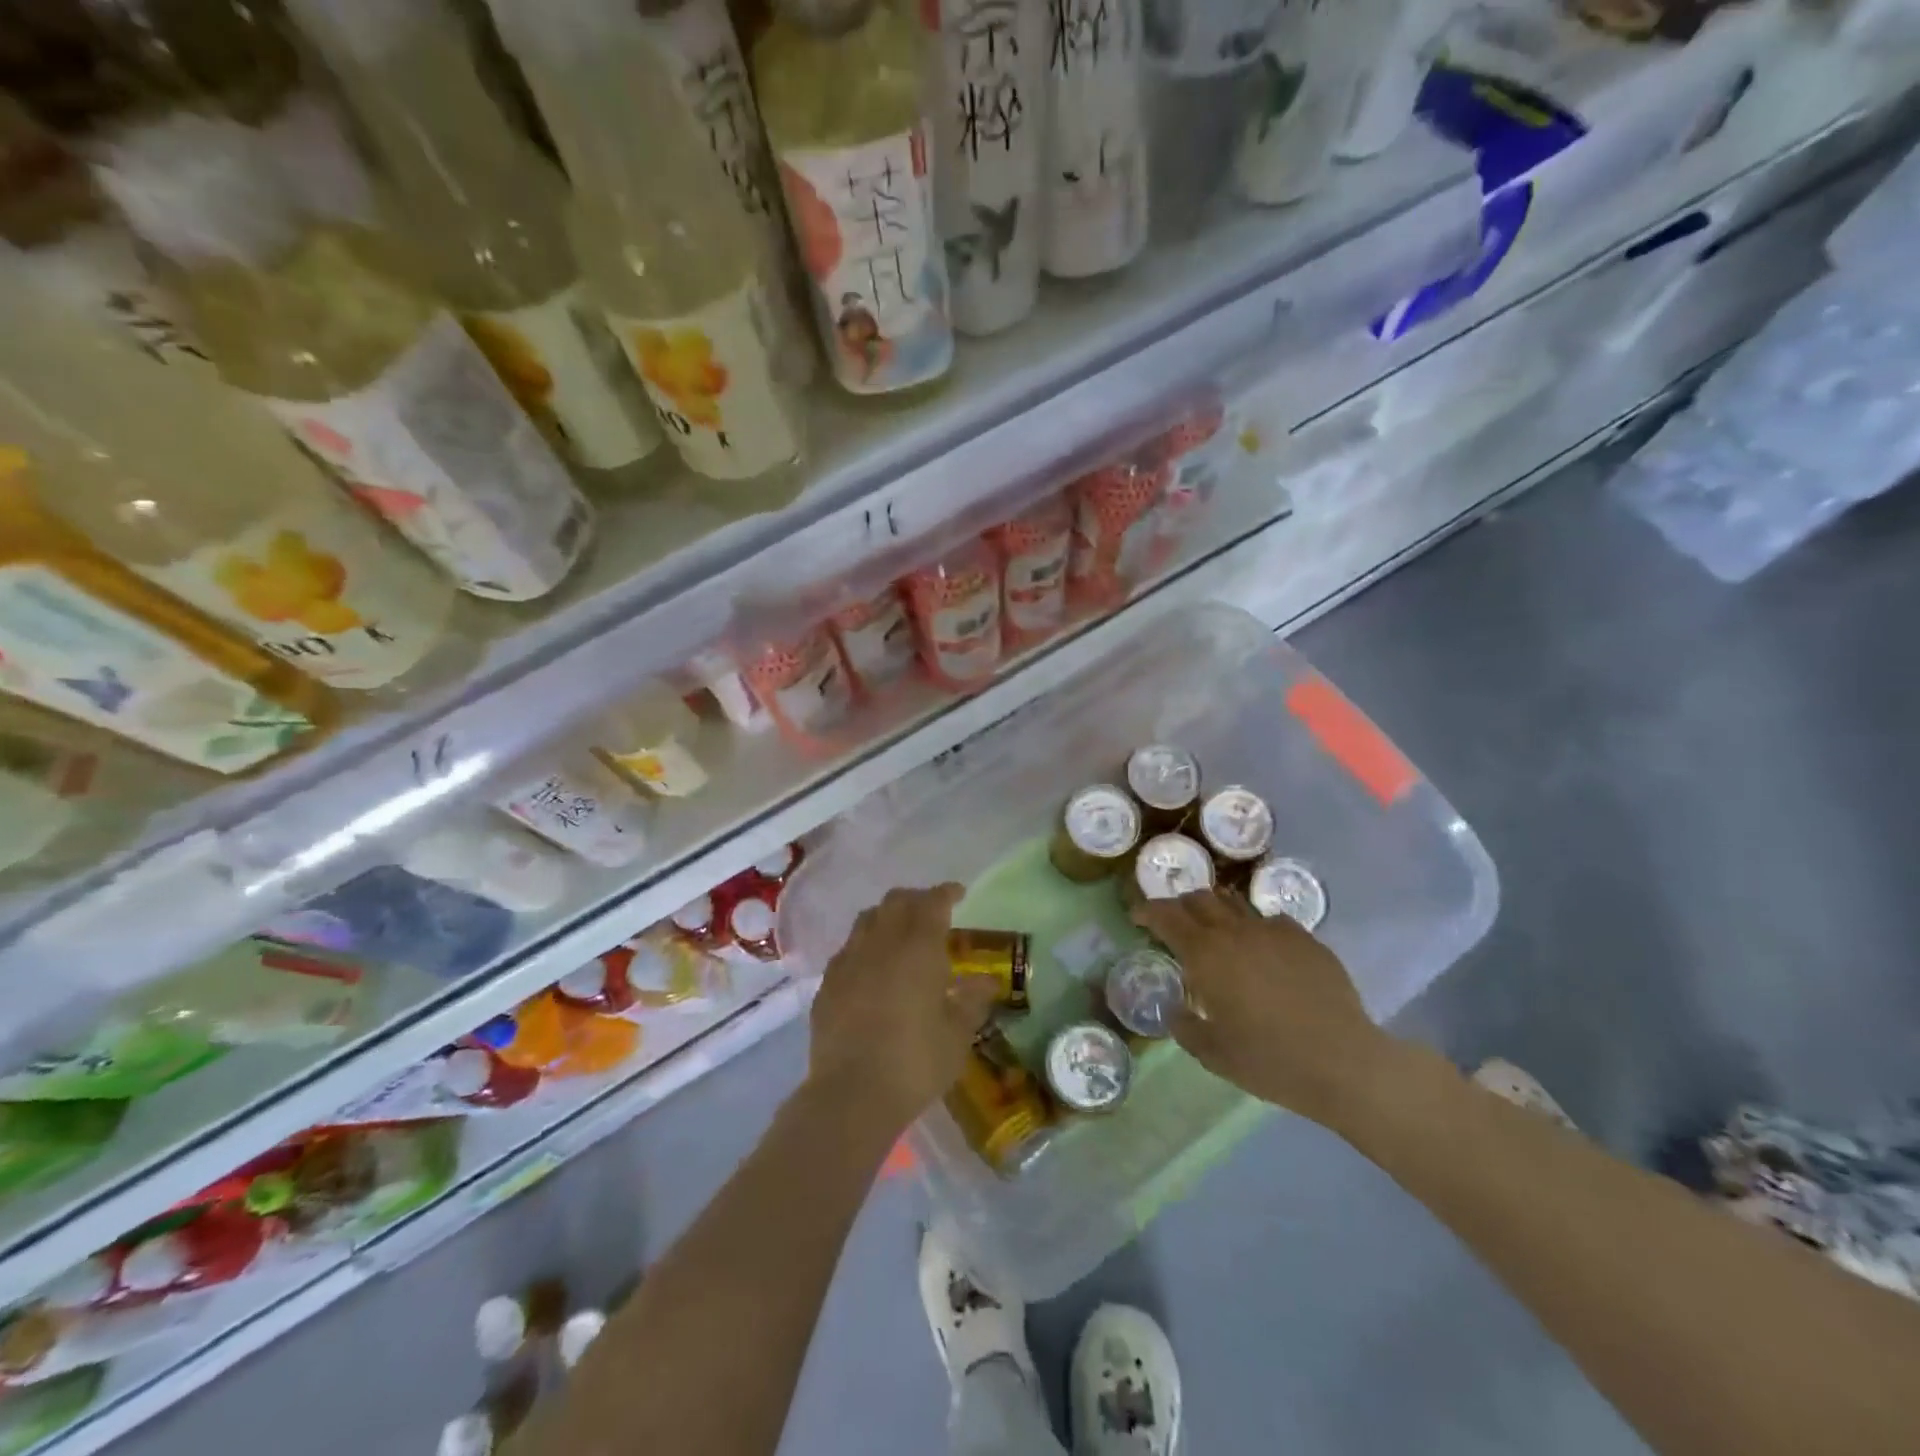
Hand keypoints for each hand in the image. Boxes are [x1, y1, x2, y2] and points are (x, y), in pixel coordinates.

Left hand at [807, 885, 1001, 1135]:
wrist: (851, 1094)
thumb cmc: (915, 1062)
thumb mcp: (957, 1035)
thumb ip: (972, 1001)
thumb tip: (988, 981)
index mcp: (918, 948)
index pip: (932, 902)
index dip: (946, 893)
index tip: (958, 893)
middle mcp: (881, 943)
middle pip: (896, 902)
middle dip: (916, 899)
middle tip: (931, 912)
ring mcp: (849, 960)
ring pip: (867, 919)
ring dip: (887, 917)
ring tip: (900, 935)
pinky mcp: (827, 983)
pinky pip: (848, 949)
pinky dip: (864, 946)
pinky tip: (871, 968)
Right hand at [1132, 889, 1401, 1129]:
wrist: (1343, 1062)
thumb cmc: (1269, 1060)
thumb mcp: (1213, 1054)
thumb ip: (1185, 1027)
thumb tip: (1176, 1011)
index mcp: (1205, 954)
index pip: (1166, 915)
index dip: (1147, 911)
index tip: (1138, 917)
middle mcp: (1235, 932)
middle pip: (1199, 899)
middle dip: (1181, 906)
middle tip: (1176, 924)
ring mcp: (1274, 931)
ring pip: (1236, 904)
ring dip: (1218, 912)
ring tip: (1217, 932)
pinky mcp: (1306, 940)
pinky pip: (1272, 921)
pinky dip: (1256, 928)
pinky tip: (1263, 951)